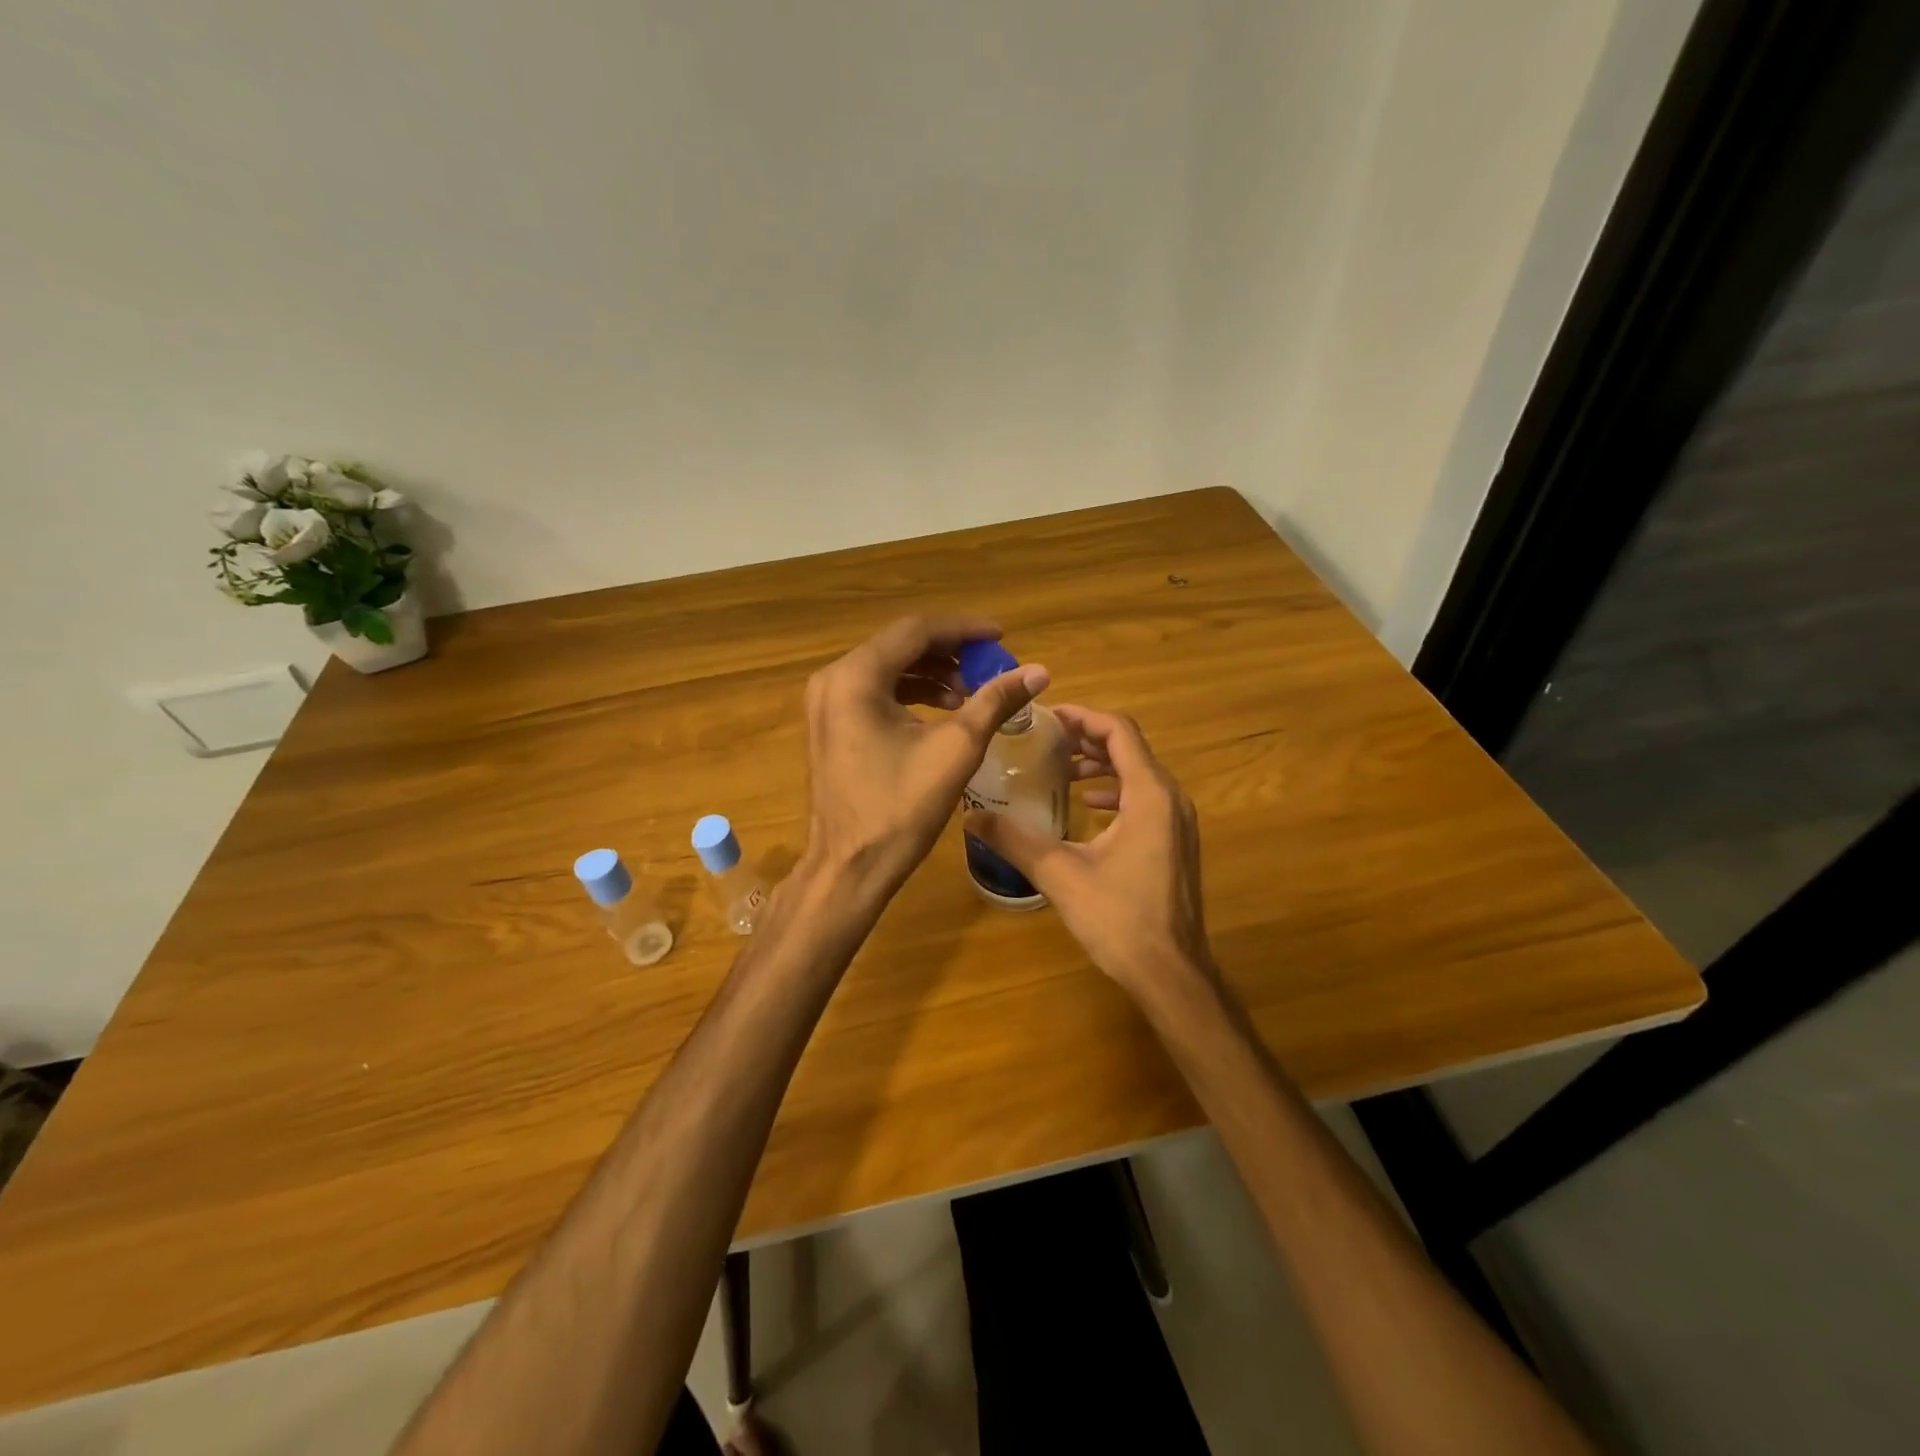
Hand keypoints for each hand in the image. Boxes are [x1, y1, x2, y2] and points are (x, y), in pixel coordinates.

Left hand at [801, 616, 1049, 904]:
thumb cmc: (901, 808)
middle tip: (990, 665)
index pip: (916, 631)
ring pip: (888, 668)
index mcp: (856, 677)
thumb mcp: (956, 749)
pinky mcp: (831, 724)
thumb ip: (995, 701)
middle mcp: (833, 679)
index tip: (1001, 637)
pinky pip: (875, 692)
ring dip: (932, 673)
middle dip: (949, 652)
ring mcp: (827, 703)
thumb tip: (1038, 672)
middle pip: (899, 646)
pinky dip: (911, 693)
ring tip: (972, 692)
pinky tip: (943, 710)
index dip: (964, 630)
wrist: (850, 867)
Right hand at [964, 706, 1210, 997]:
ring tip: (1062, 770)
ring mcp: (1178, 822)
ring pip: (1139, 773)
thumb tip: (970, 816)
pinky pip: (1146, 798)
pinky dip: (1116, 791)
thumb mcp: (1060, 874)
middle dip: (1088, 739)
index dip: (1083, 717)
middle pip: (1131, 748)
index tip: (1048, 716)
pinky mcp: (1176, 843)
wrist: (1170, 973)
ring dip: (1102, 765)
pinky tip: (1087, 806)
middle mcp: (1171, 799)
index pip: (1119, 732)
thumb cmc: (1118, 918)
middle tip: (1047, 740)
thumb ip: (1015, 840)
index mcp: (1149, 795)